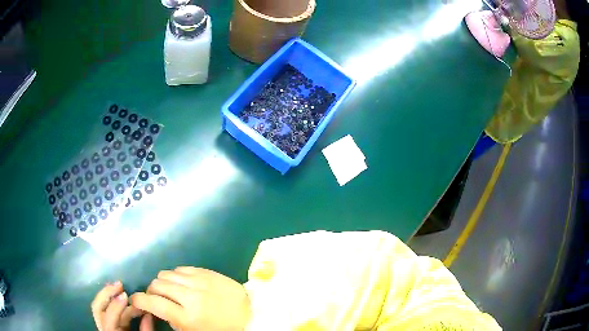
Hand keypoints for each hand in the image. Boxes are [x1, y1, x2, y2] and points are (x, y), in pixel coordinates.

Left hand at [91, 281, 153, 330]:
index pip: (109, 319)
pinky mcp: (108, 325)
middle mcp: (104, 330)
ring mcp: (104, 326)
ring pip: (100, 307)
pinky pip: (106, 310)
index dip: (115, 307)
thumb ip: (146, 330)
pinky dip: (111, 300)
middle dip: (106, 294)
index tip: (126, 295)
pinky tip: (119, 295)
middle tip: (120, 284)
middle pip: (97, 308)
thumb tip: (149, 313)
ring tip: (121, 287)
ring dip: (109, 295)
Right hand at [131, 267, 250, 330]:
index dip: (139, 300)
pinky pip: (182, 268)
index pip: (153, 303)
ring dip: (164, 282)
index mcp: (188, 317)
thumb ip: (173, 321)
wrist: (251, 315)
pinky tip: (183, 283)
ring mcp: (200, 281)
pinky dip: (177, 276)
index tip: (135, 300)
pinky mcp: (208, 272)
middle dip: (152, 291)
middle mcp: (191, 296)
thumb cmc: (222, 329)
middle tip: (157, 298)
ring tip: (171, 290)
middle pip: (157, 284)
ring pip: (167, 273)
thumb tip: (158, 308)